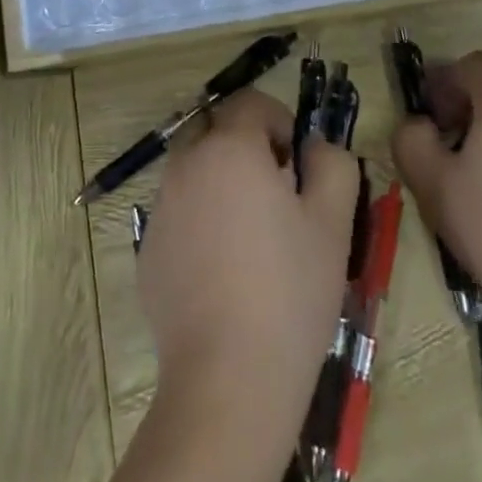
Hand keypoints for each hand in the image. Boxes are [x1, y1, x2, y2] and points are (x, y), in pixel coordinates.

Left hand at [138, 90, 358, 449]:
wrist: (228, 379)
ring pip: (193, 170)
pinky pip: (178, 213)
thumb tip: (314, 147)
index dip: (278, 121)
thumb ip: (332, 164)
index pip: (250, 102)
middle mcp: (186, 165)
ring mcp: (161, 207)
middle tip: (275, 191)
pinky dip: (200, 220)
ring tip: (251, 235)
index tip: (296, 162)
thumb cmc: (289, 291)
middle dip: (244, 145)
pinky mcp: (148, 249)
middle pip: (214, 130)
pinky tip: (223, 272)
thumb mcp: (333, 223)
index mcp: (230, 148)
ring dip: (220, 181)